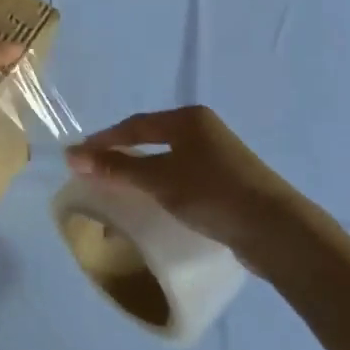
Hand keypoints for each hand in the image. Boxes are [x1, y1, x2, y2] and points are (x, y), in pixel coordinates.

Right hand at [67, 106, 309, 272]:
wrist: (278, 231)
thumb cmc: (213, 194)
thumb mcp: (159, 180)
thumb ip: (117, 168)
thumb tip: (72, 156)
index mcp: (188, 119)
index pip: (135, 125)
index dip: (104, 140)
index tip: (79, 157)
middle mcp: (204, 130)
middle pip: (152, 139)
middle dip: (122, 154)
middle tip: (97, 171)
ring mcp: (220, 156)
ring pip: (169, 159)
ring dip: (143, 172)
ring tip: (121, 188)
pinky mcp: (230, 182)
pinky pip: (184, 176)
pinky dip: (163, 185)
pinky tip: (157, 201)